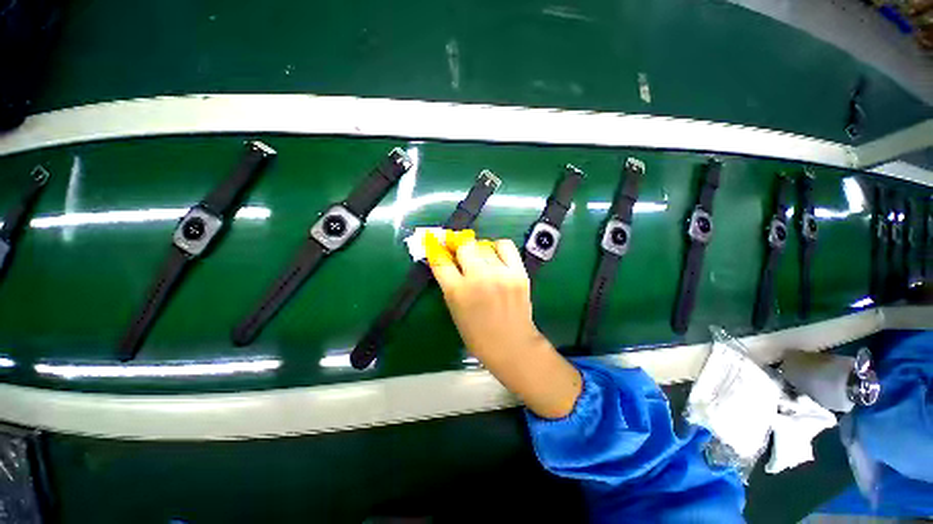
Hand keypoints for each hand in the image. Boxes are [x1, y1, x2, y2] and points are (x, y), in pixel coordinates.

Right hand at [426, 232, 581, 418]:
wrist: (511, 344)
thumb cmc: (477, 334)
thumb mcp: (455, 309)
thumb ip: (450, 283)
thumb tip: (448, 260)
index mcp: (457, 291)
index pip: (440, 261)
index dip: (437, 251)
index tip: (437, 246)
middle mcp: (478, 278)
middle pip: (464, 246)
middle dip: (459, 248)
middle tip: (461, 254)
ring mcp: (500, 273)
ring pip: (484, 245)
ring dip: (478, 251)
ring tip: (481, 260)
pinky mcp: (518, 272)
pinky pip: (505, 246)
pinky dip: (498, 247)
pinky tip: (496, 256)